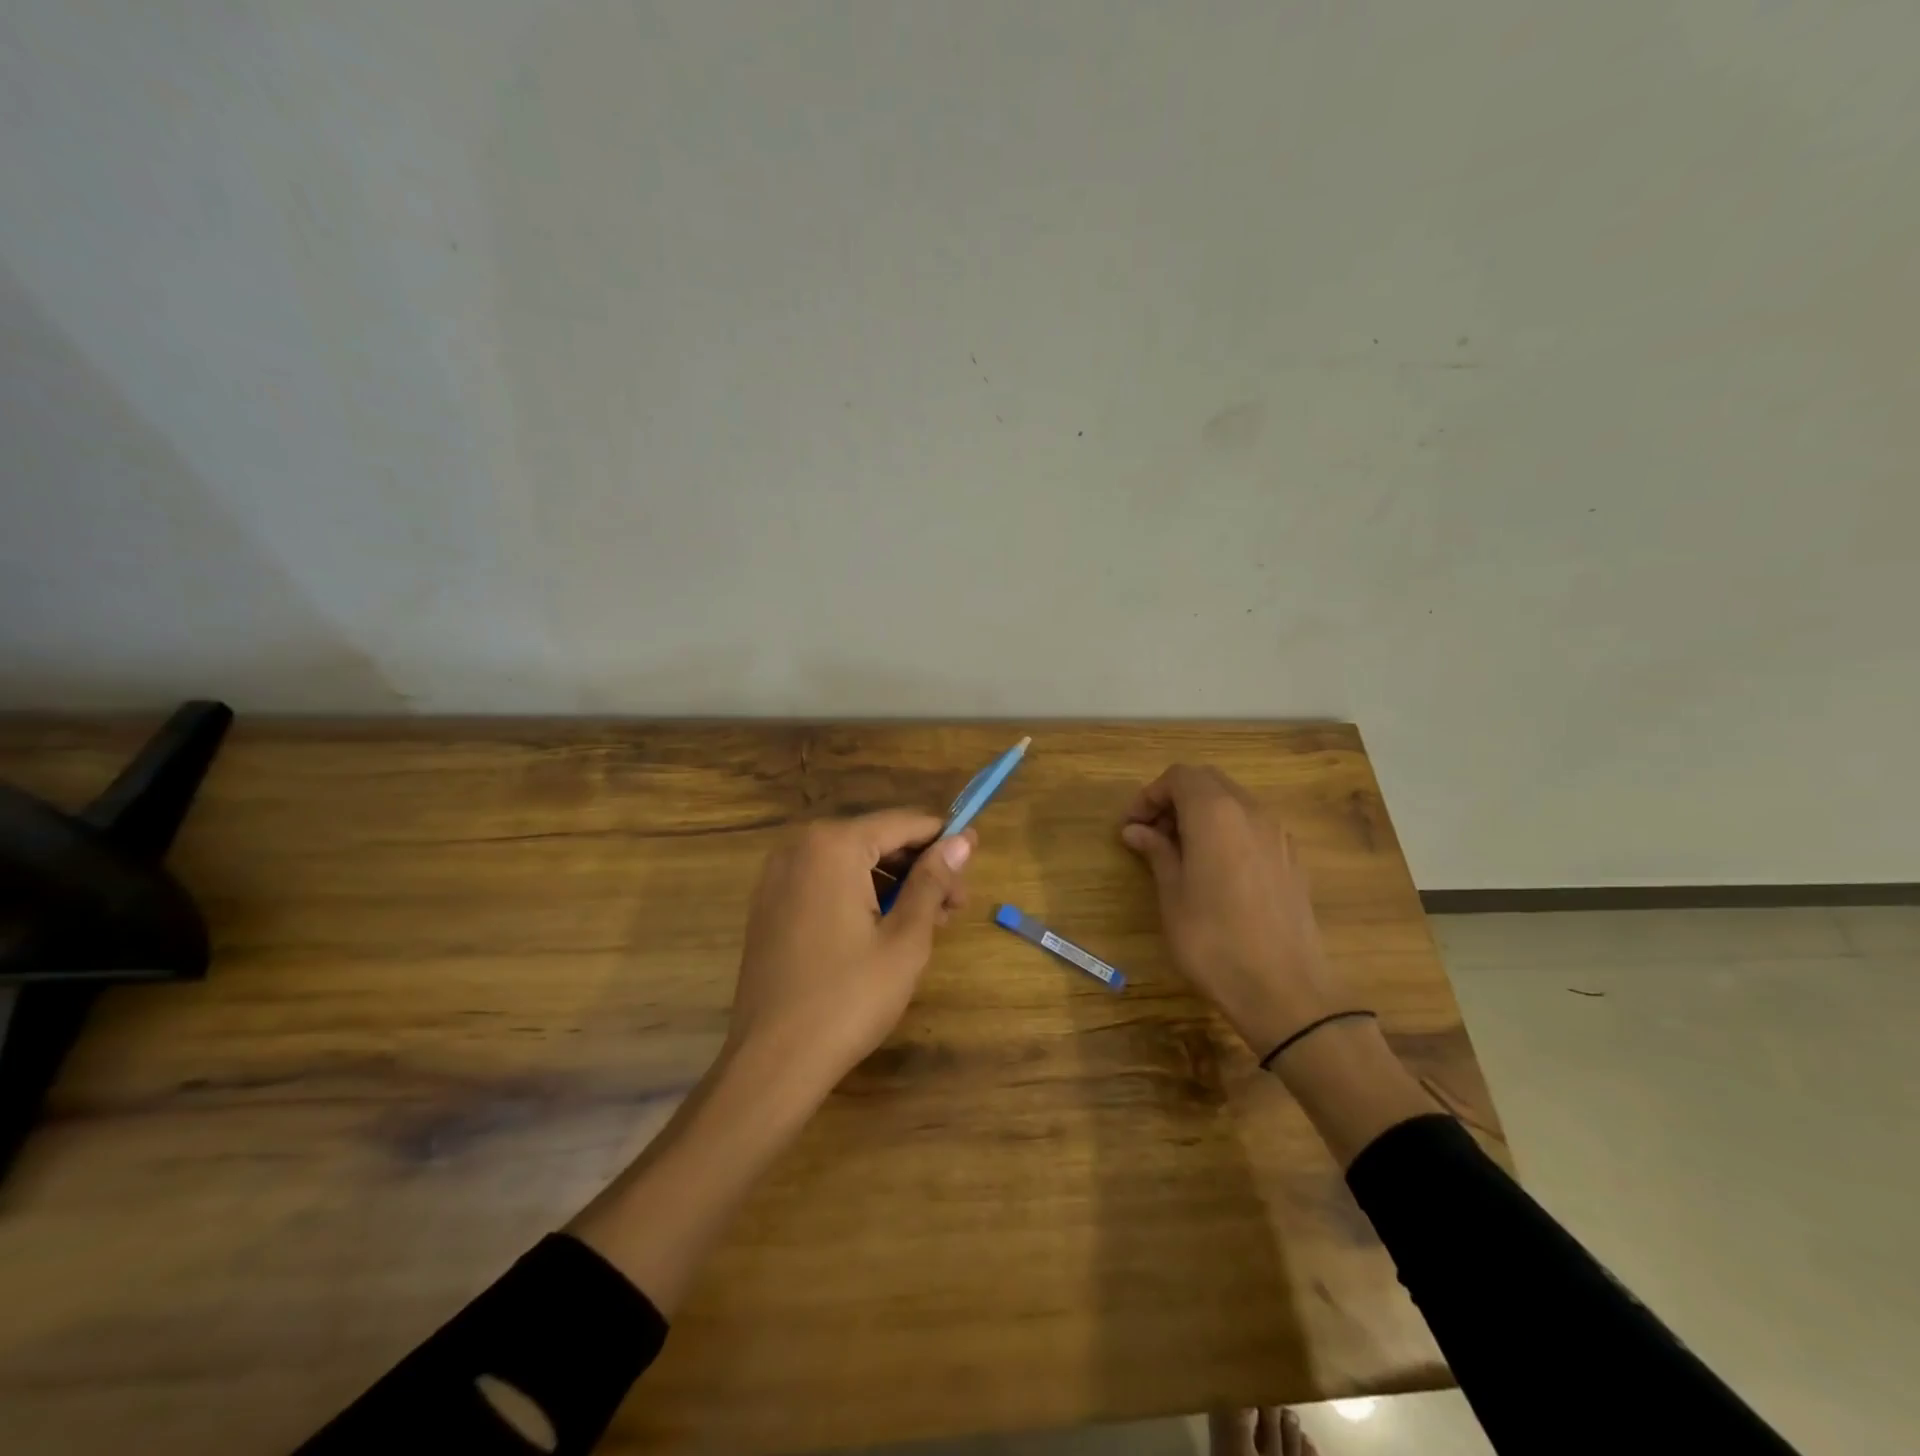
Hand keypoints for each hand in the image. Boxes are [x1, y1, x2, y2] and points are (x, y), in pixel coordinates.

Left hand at [728, 810, 975, 1097]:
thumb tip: (963, 840)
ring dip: (893, 882)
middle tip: (955, 906)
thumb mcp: (905, 938)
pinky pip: (826, 880)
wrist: (773, 1061)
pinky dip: (859, 893)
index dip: (944, 840)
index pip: (903, 823)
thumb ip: (933, 880)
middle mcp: (800, 846)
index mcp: (833, 845)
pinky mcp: (770, 903)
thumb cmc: (849, 998)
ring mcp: (778, 874)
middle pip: (876, 839)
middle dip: (920, 866)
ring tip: (928, 921)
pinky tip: (886, 927)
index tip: (974, 863)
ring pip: (852, 861)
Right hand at [1120, 765, 1357, 1055]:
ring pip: (1233, 801)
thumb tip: (1136, 830)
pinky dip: (1226, 830)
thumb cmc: (1213, 941)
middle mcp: (1250, 812)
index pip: (1179, 777)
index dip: (1150, 795)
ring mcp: (1277, 834)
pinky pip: (1252, 826)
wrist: (1285, 991)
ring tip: (1179, 853)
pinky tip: (1214, 869)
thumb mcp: (1172, 895)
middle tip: (1151, 835)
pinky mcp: (1292, 858)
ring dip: (1201, 814)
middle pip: (1208, 781)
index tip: (1131, 826)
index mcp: (1216, 813)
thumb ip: (1156, 852)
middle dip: (1175, 799)